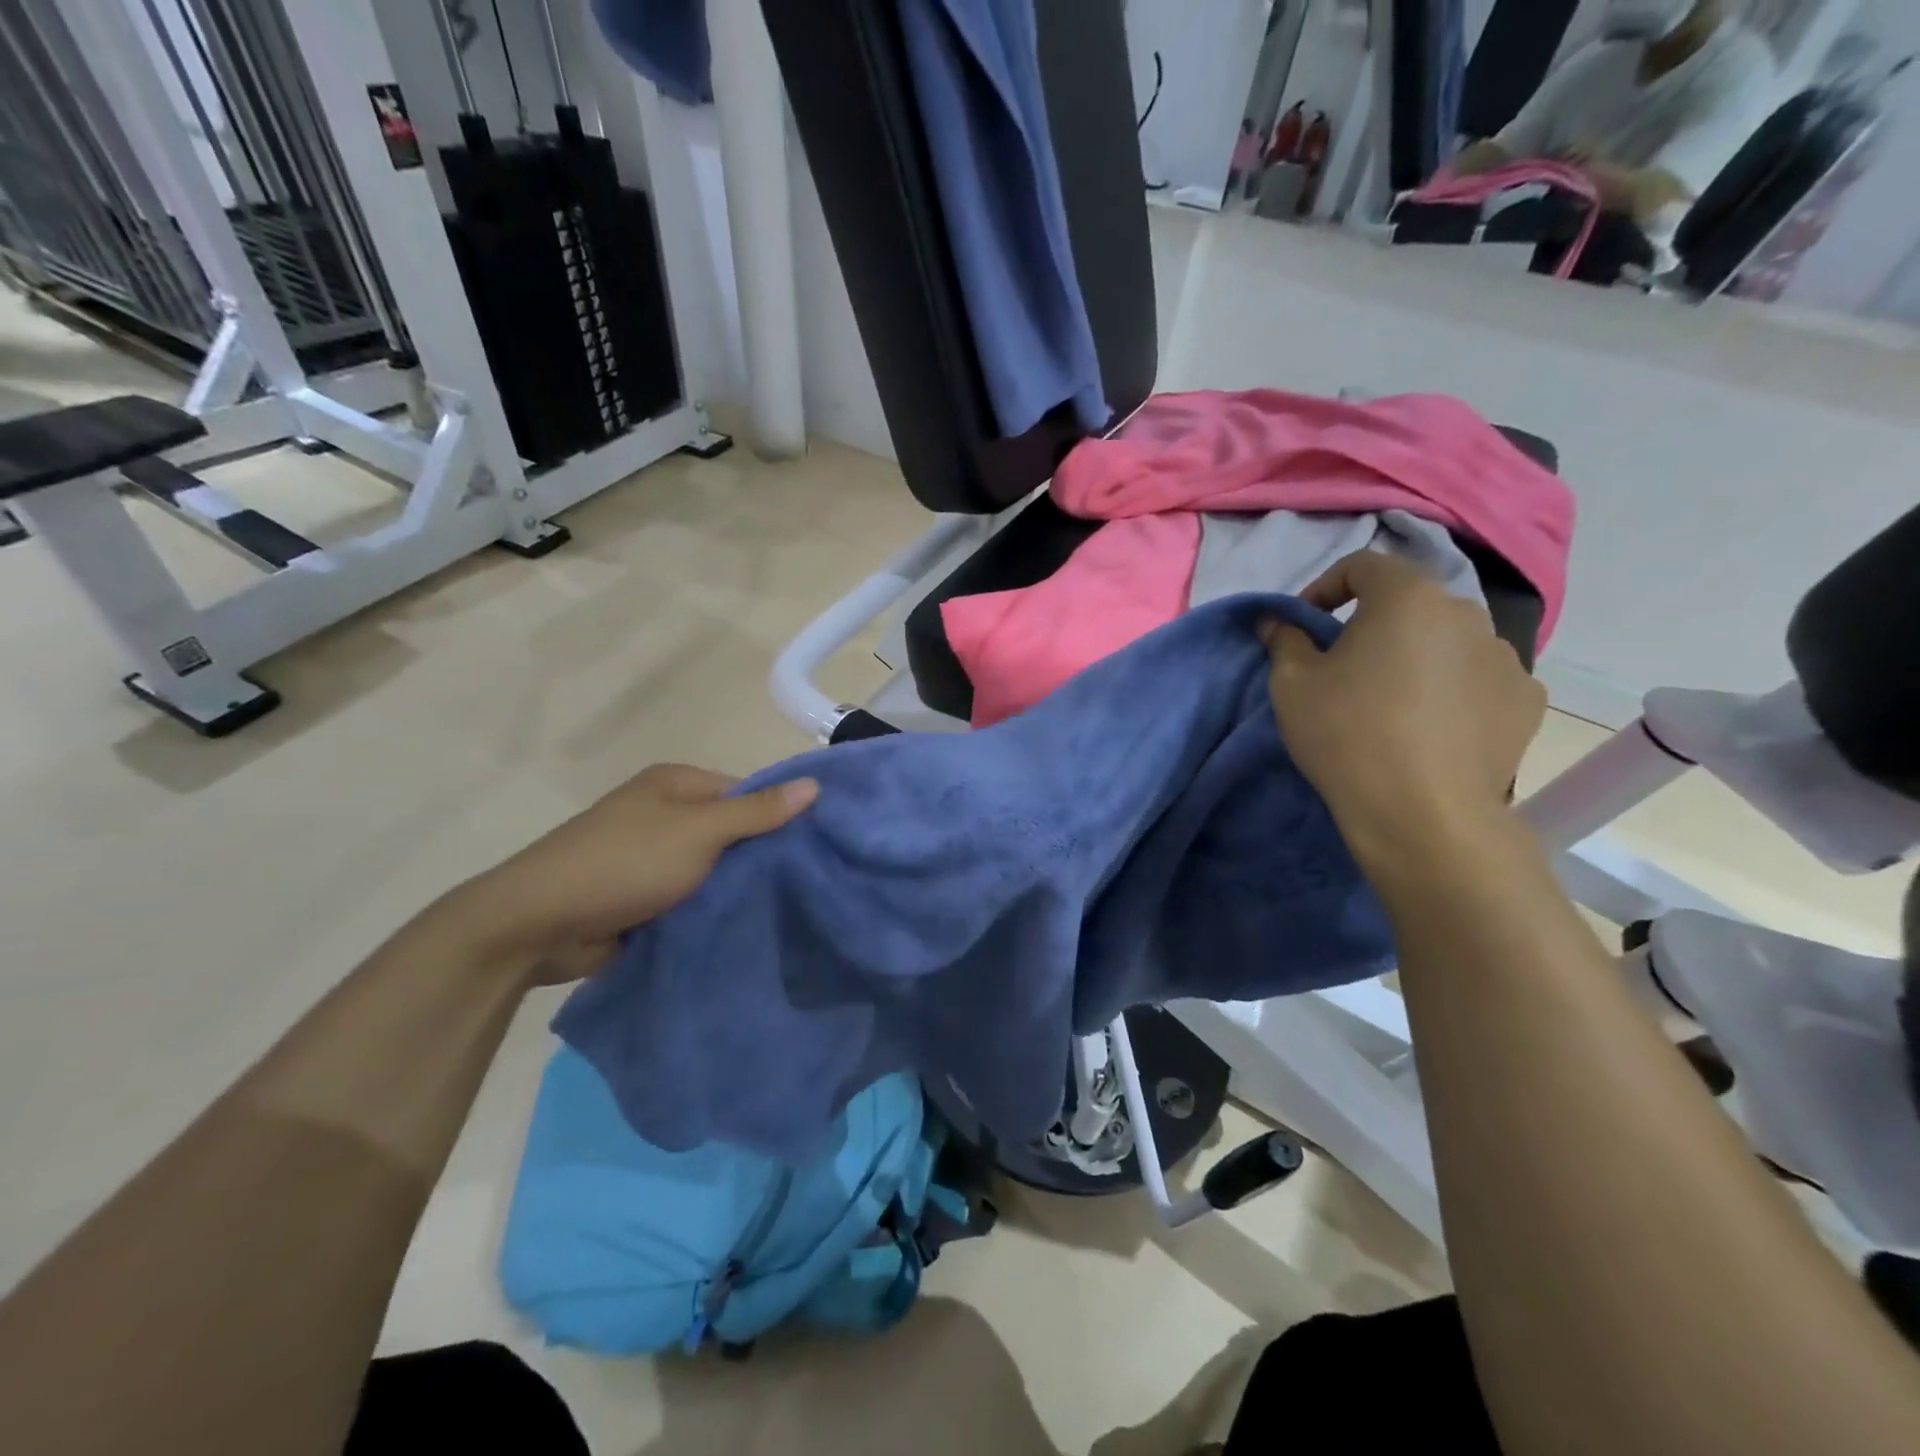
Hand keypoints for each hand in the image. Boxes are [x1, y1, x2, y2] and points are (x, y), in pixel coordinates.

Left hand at [442, 763, 817, 984]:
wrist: (538, 924)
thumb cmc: (624, 862)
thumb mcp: (699, 831)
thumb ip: (757, 811)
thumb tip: (815, 785)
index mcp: (675, 784)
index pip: (745, 792)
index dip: (779, 816)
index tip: (814, 847)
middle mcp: (665, 813)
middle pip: (730, 831)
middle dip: (760, 857)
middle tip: (806, 884)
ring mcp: (652, 857)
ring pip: (713, 870)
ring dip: (737, 889)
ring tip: (788, 909)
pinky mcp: (644, 897)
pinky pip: (692, 899)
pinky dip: (712, 911)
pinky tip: (747, 926)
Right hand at [1261, 553, 1545, 876]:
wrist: (1421, 812)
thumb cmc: (1346, 734)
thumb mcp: (1291, 685)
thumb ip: (1283, 640)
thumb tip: (1276, 621)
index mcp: (1407, 597)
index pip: (1364, 565)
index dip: (1325, 587)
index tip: (1304, 624)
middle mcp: (1466, 613)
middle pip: (1410, 604)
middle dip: (1373, 624)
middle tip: (1344, 665)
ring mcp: (1506, 657)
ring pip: (1447, 641)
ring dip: (1416, 656)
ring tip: (1391, 701)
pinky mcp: (1525, 700)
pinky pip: (1479, 679)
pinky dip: (1454, 689)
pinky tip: (1432, 724)